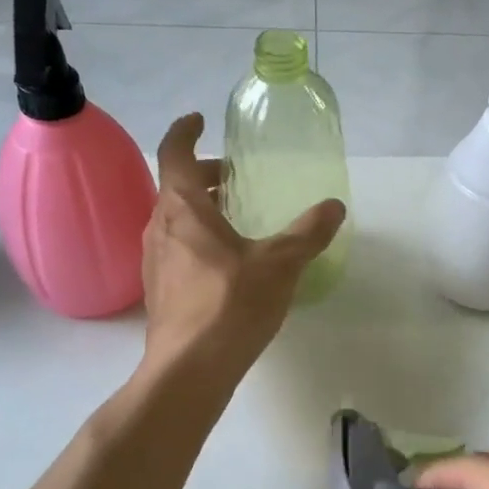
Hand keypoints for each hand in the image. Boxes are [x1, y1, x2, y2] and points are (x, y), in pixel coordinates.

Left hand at [141, 114, 344, 374]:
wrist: (189, 369)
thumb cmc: (231, 304)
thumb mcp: (280, 263)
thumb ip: (308, 232)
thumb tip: (334, 207)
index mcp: (183, 207)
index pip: (174, 152)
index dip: (184, 131)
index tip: (198, 119)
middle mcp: (160, 226)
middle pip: (177, 186)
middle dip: (205, 174)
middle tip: (236, 177)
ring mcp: (154, 260)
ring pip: (175, 219)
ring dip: (201, 208)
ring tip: (236, 218)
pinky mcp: (158, 289)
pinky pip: (176, 247)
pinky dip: (197, 238)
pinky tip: (226, 262)